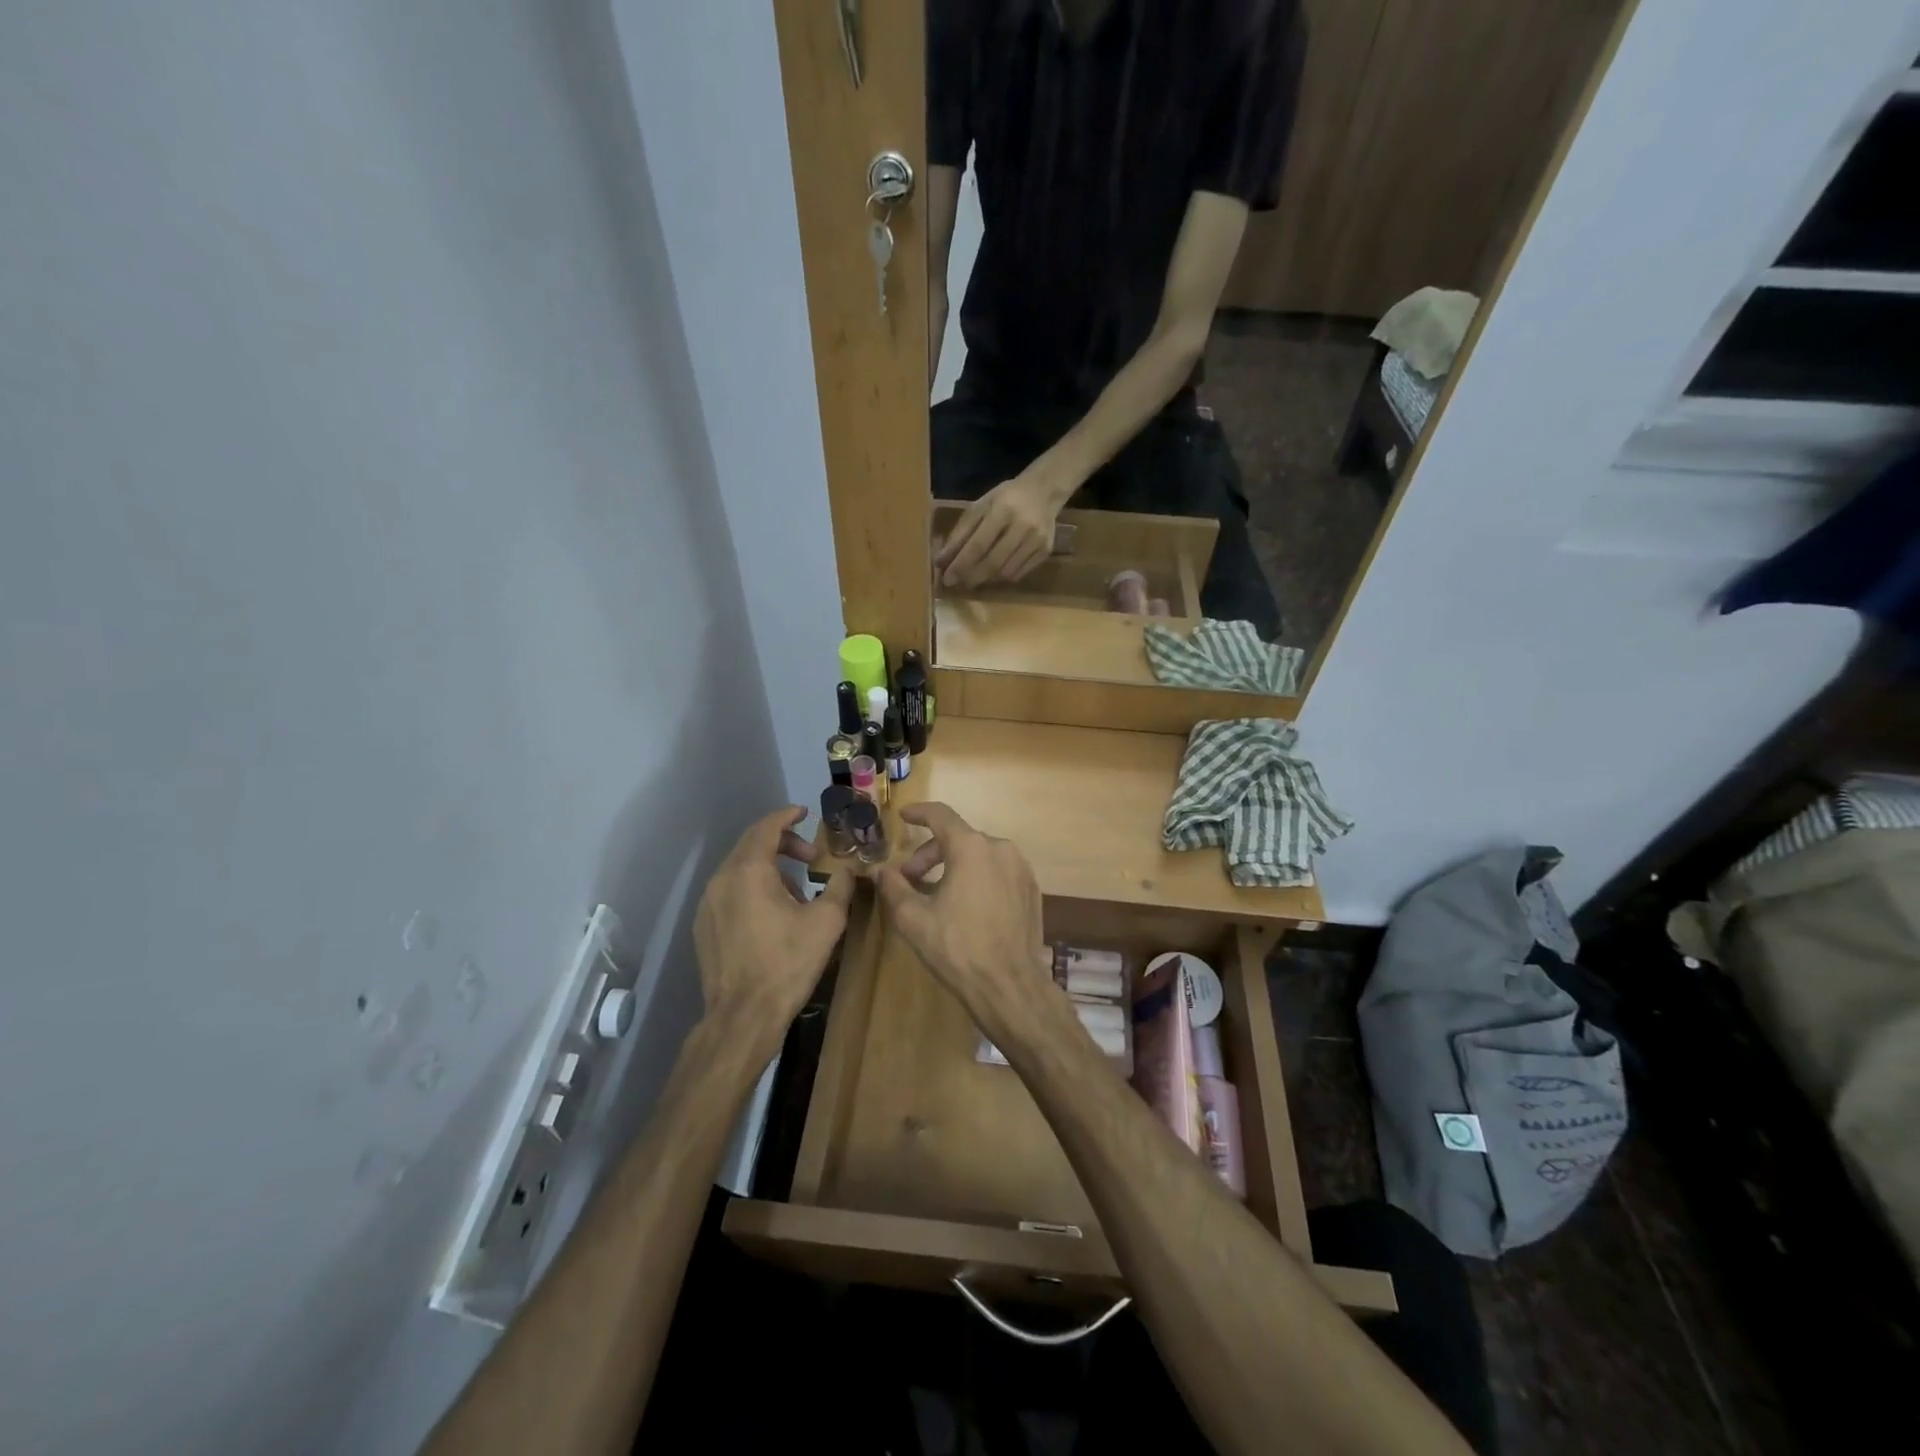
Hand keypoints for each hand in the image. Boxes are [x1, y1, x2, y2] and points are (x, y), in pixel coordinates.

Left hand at [694, 806, 854, 1051]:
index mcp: (749, 871)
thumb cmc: (788, 963)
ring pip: (739, 869)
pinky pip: (729, 891)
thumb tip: (849, 869)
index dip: (786, 816)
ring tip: (797, 891)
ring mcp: (708, 904)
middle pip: (751, 844)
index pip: (766, 827)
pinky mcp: (703, 926)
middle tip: (811, 856)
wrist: (743, 1016)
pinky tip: (771, 914)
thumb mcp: (826, 922)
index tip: (804, 812)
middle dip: (782, 843)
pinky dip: (752, 887)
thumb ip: (840, 886)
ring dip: (768, 868)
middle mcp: (722, 879)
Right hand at [876, 804, 1048, 1032]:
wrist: (1009, 985)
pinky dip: (977, 878)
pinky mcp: (1032, 890)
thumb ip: (894, 887)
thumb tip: (882, 870)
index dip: (919, 812)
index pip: (941, 815)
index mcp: (972, 847)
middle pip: (958, 839)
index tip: (903, 816)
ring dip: (954, 867)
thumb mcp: (913, 918)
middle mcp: (1001, 848)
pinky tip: (966, 907)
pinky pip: (998, 872)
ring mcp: (1021, 869)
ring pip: (979, 855)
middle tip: (909, 881)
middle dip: (929, 855)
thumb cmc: (957, 947)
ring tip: (936, 895)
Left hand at [936, 465, 1071, 588]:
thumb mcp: (980, 507)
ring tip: (974, 577)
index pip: (978, 545)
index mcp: (1003, 510)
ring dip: (986, 579)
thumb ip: (960, 533)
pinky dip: (1002, 577)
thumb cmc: (1005, 498)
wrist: (1044, 492)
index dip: (961, 565)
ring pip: (1006, 572)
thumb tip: (941, 561)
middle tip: (957, 583)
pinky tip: (994, 573)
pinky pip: (1019, 574)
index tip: (947, 579)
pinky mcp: (1045, 552)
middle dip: (971, 577)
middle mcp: (1023, 527)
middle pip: (993, 562)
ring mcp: (1037, 541)